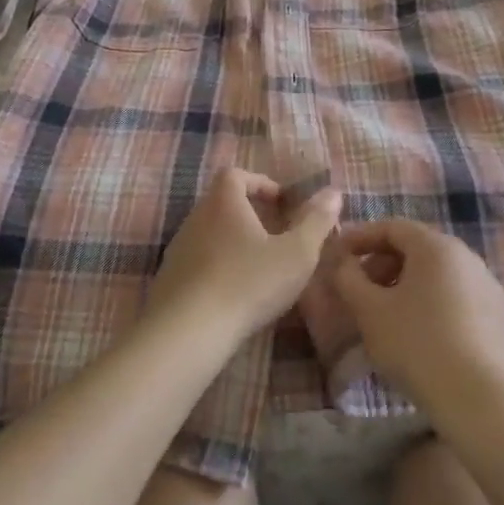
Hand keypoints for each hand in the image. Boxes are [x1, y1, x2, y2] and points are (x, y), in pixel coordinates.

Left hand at [147, 169, 340, 351]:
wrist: (189, 329)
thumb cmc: (248, 282)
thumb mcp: (296, 253)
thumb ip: (316, 221)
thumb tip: (333, 192)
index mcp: (223, 202)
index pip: (236, 175)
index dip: (260, 182)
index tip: (281, 202)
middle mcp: (196, 217)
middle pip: (222, 202)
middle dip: (250, 213)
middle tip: (276, 235)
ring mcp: (178, 247)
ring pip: (210, 232)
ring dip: (233, 241)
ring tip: (259, 265)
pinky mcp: (170, 277)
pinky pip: (198, 260)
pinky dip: (218, 266)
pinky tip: (235, 292)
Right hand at [332, 220, 503, 425]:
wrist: (483, 402)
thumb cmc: (418, 345)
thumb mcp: (369, 311)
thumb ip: (349, 278)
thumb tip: (344, 263)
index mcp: (436, 246)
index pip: (392, 227)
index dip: (360, 237)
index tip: (337, 255)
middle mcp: (468, 257)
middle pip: (416, 249)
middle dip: (381, 264)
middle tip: (358, 289)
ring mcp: (488, 288)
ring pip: (437, 275)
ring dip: (405, 286)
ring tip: (384, 315)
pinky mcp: (500, 319)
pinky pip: (456, 298)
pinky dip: (430, 304)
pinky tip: (418, 335)